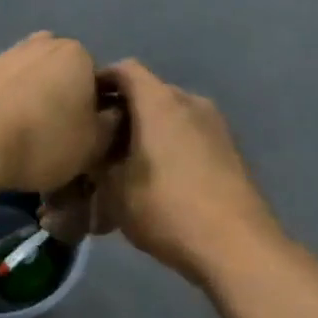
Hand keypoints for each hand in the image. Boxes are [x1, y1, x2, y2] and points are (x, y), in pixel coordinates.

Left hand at [0, 33, 119, 194]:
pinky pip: (3, 91)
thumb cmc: (42, 141)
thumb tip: (112, 115)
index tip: (85, 140)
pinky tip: (2, 134)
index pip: (99, 83)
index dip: (95, 114)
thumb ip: (111, 126)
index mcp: (77, 53)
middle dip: (63, 101)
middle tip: (57, 138)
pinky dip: (7, 107)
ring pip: (32, 81)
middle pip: (63, 77)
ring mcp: (5, 54)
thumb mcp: (93, 145)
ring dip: (33, 103)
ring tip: (26, 140)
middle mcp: (42, 43)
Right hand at [90, 60, 280, 285]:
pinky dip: (169, 147)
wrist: (237, 247)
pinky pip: (189, 135)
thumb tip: (92, 158)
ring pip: (170, 116)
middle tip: (99, 142)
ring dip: (147, 132)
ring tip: (127, 165)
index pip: (124, 70)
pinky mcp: (229, 150)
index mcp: (160, 103)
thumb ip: (98, 165)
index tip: (81, 105)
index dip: (99, 80)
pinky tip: (157, 180)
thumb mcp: (114, 191)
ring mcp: (215, 126)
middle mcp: (190, 102)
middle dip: (122, 112)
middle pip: (148, 93)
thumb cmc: (167, 209)